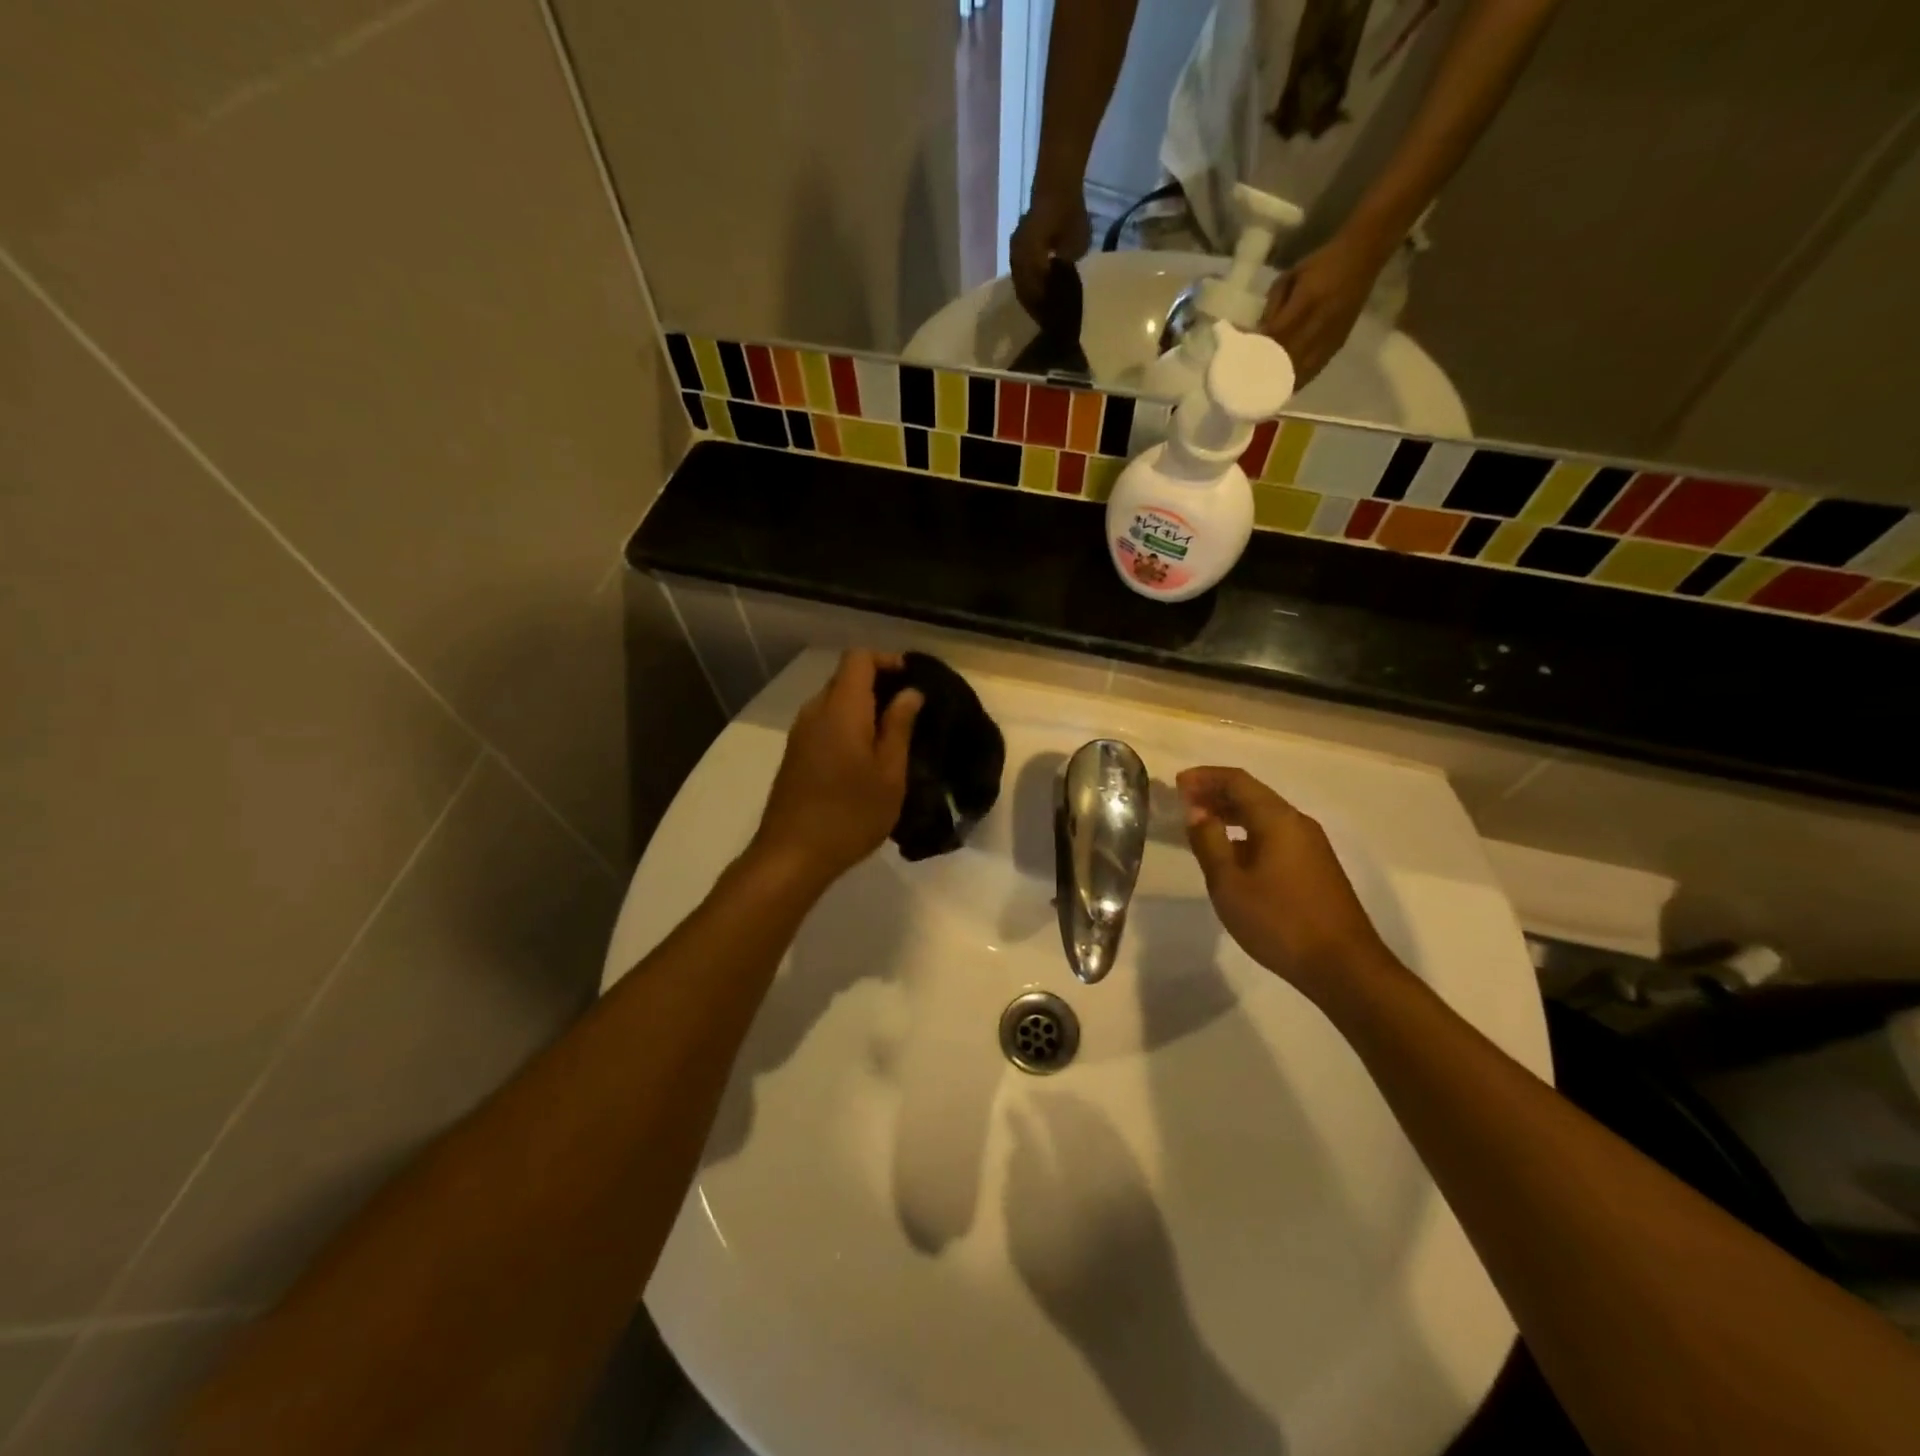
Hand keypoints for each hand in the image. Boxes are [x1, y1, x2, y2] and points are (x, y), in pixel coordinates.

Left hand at [749, 650, 922, 887]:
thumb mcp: (889, 773)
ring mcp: (800, 734)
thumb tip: (910, 693)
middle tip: (909, 712)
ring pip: (834, 701)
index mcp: (841, 708)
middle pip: (845, 677)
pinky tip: (866, 757)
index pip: (858, 658)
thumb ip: (899, 727)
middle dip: (878, 684)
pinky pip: (824, 723)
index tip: (912, 680)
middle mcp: (815, 711)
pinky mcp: (795, 754)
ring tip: (892, 736)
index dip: (886, 660)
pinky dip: (847, 725)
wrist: (792, 855)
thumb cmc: (850, 814)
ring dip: (863, 708)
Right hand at [1010, 184, 1090, 318]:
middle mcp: (1017, 258)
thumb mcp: (1075, 247)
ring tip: (1043, 306)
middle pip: (1025, 292)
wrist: (1057, 182)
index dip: (1044, 309)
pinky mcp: (1018, 246)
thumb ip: (1065, 271)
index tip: (1053, 321)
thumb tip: (1060, 289)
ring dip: (1031, 295)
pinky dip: (1029, 283)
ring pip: (1021, 283)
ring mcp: (1015, 252)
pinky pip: (1021, 272)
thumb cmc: (1069, 214)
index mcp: (1030, 261)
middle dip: (1036, 305)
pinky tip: (1039, 288)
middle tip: (1048, 319)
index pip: (1035, 294)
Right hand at [1176, 766, 1392, 996]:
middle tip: (1184, 802)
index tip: (1177, 784)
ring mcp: (1311, 846)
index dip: (1205, 777)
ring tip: (1202, 824)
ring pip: (1265, 816)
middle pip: (1253, 795)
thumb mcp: (1229, 883)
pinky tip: (1232, 853)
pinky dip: (1248, 833)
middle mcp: (1298, 823)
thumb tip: (1197, 811)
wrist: (1343, 967)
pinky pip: (1275, 835)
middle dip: (1217, 793)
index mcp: (1278, 820)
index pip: (1237, 781)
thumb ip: (1209, 841)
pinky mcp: (1316, 867)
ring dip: (1232, 814)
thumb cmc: (1279, 921)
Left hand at [1258, 229, 1391, 385]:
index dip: (1258, 349)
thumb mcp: (1291, 276)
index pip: (1277, 334)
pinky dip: (1298, 381)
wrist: (1363, 256)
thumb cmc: (1322, 263)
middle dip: (1266, 372)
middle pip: (1287, 357)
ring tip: (1263, 394)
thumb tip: (1255, 334)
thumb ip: (1272, 306)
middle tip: (1246, 384)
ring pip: (1302, 369)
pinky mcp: (1339, 343)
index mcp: (1307, 300)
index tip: (1239, 361)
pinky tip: (1284, 389)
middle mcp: (1320, 322)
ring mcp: (1331, 336)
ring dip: (1282, 383)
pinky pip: (1315, 369)